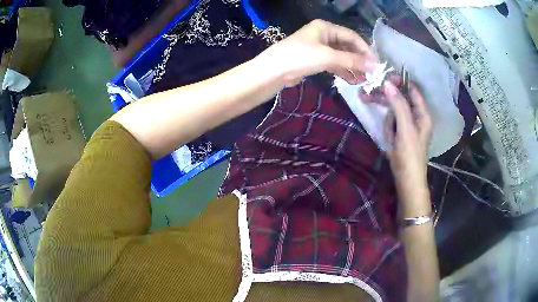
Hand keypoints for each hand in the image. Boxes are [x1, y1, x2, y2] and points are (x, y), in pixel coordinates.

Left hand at [260, 19, 376, 85]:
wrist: (274, 71)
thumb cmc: (300, 57)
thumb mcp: (328, 56)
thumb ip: (352, 60)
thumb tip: (373, 65)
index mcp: (326, 27)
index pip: (352, 36)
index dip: (365, 49)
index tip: (375, 64)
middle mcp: (323, 35)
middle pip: (347, 46)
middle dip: (359, 60)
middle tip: (371, 74)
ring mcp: (319, 48)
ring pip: (341, 56)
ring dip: (352, 67)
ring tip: (364, 80)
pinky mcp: (315, 60)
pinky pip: (334, 64)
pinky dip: (342, 71)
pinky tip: (352, 80)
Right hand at [382, 78, 432, 216]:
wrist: (407, 180)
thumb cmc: (410, 155)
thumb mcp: (405, 129)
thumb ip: (399, 105)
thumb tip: (388, 84)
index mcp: (422, 114)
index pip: (412, 90)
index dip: (400, 82)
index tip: (384, 77)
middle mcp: (416, 117)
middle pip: (401, 98)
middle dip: (386, 96)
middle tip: (368, 92)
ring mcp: (408, 125)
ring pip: (394, 110)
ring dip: (384, 112)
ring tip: (374, 113)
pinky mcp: (400, 133)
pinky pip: (392, 122)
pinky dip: (386, 124)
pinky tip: (387, 135)